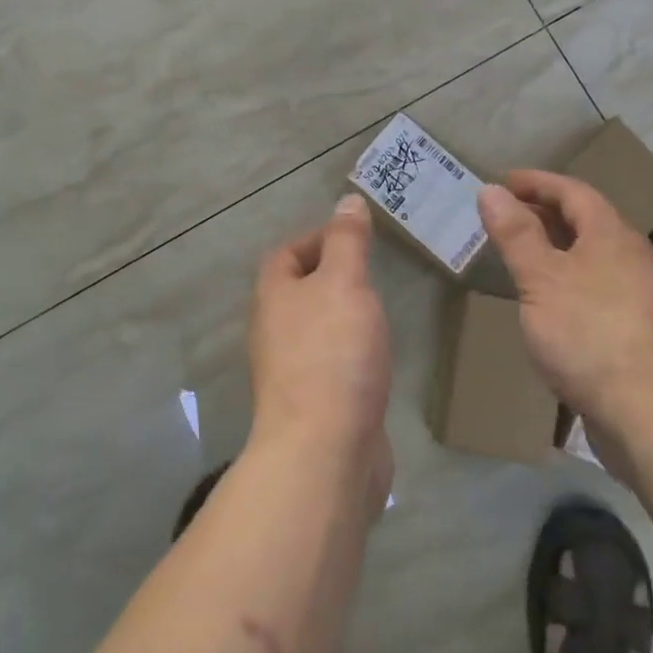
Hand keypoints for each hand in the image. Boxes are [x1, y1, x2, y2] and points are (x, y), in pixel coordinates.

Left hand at [248, 195, 393, 511]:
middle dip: (332, 276)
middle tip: (374, 271)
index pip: (285, 253)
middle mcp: (274, 331)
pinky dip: (351, 352)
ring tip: (379, 308)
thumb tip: (347, 201)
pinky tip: (376, 356)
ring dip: (342, 315)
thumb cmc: (332, 353)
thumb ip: (348, 242)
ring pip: (316, 328)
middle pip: (298, 291)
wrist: (324, 450)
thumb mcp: (345, 283)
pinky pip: (331, 363)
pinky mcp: (315, 404)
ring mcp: (292, 371)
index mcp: (273, 296)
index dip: (316, 237)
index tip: (355, 237)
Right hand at [477, 171, 652, 445]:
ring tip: (524, 257)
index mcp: (613, 236)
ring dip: (559, 249)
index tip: (503, 181)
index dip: (537, 182)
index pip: (574, 192)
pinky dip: (571, 281)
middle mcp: (634, 258)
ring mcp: (643, 297)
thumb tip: (491, 191)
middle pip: (589, 222)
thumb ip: (516, 234)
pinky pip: (600, 288)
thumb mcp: (541, 280)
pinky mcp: (642, 332)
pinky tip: (553, 305)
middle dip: (546, 213)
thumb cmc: (590, 335)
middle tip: (507, 217)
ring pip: (595, 257)